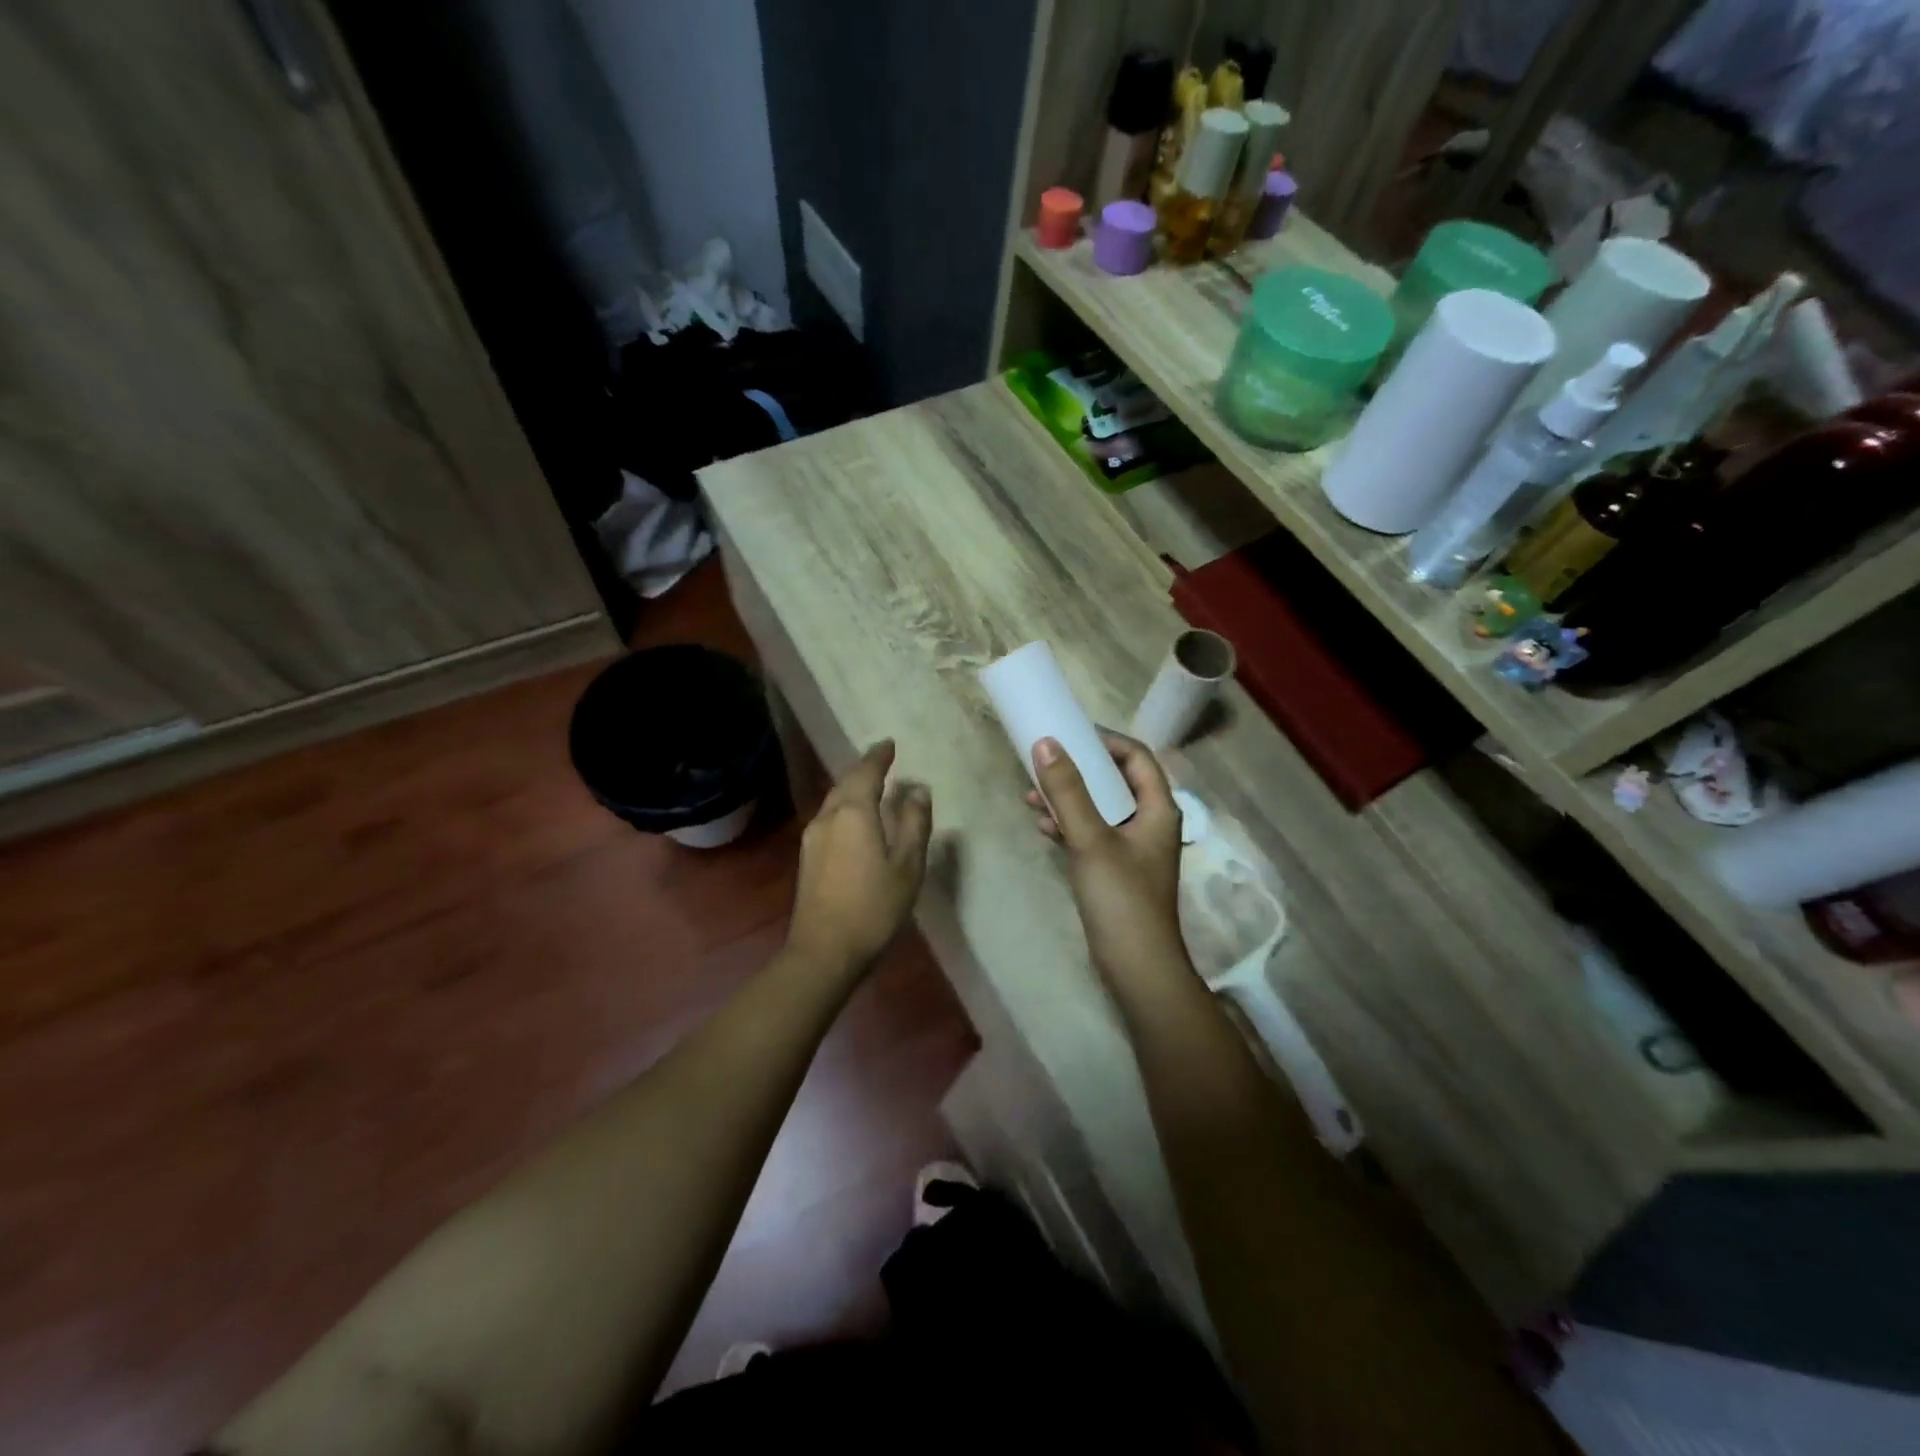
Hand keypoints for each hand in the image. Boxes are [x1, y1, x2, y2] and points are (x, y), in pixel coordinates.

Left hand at [787, 740, 931, 974]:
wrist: (824, 951)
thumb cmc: (874, 907)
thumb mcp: (907, 866)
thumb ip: (915, 823)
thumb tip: (918, 790)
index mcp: (854, 812)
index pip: (866, 772)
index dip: (879, 756)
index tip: (889, 744)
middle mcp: (828, 816)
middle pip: (845, 782)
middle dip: (864, 769)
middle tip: (883, 761)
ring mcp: (813, 837)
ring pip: (834, 800)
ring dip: (853, 787)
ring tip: (872, 786)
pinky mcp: (808, 857)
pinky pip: (829, 816)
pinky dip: (846, 806)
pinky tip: (856, 818)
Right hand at [1025, 731, 1189, 984]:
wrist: (1136, 967)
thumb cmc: (1121, 898)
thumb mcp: (1091, 839)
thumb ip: (1068, 791)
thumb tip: (1045, 743)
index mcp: (1158, 809)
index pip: (1137, 757)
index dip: (1106, 741)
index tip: (1069, 735)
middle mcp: (1149, 823)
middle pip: (1115, 781)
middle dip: (1078, 770)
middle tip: (1044, 761)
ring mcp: (1132, 848)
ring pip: (1099, 808)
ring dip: (1068, 798)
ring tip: (1031, 795)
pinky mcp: (1115, 870)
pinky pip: (1091, 834)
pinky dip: (1069, 826)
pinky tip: (1042, 826)